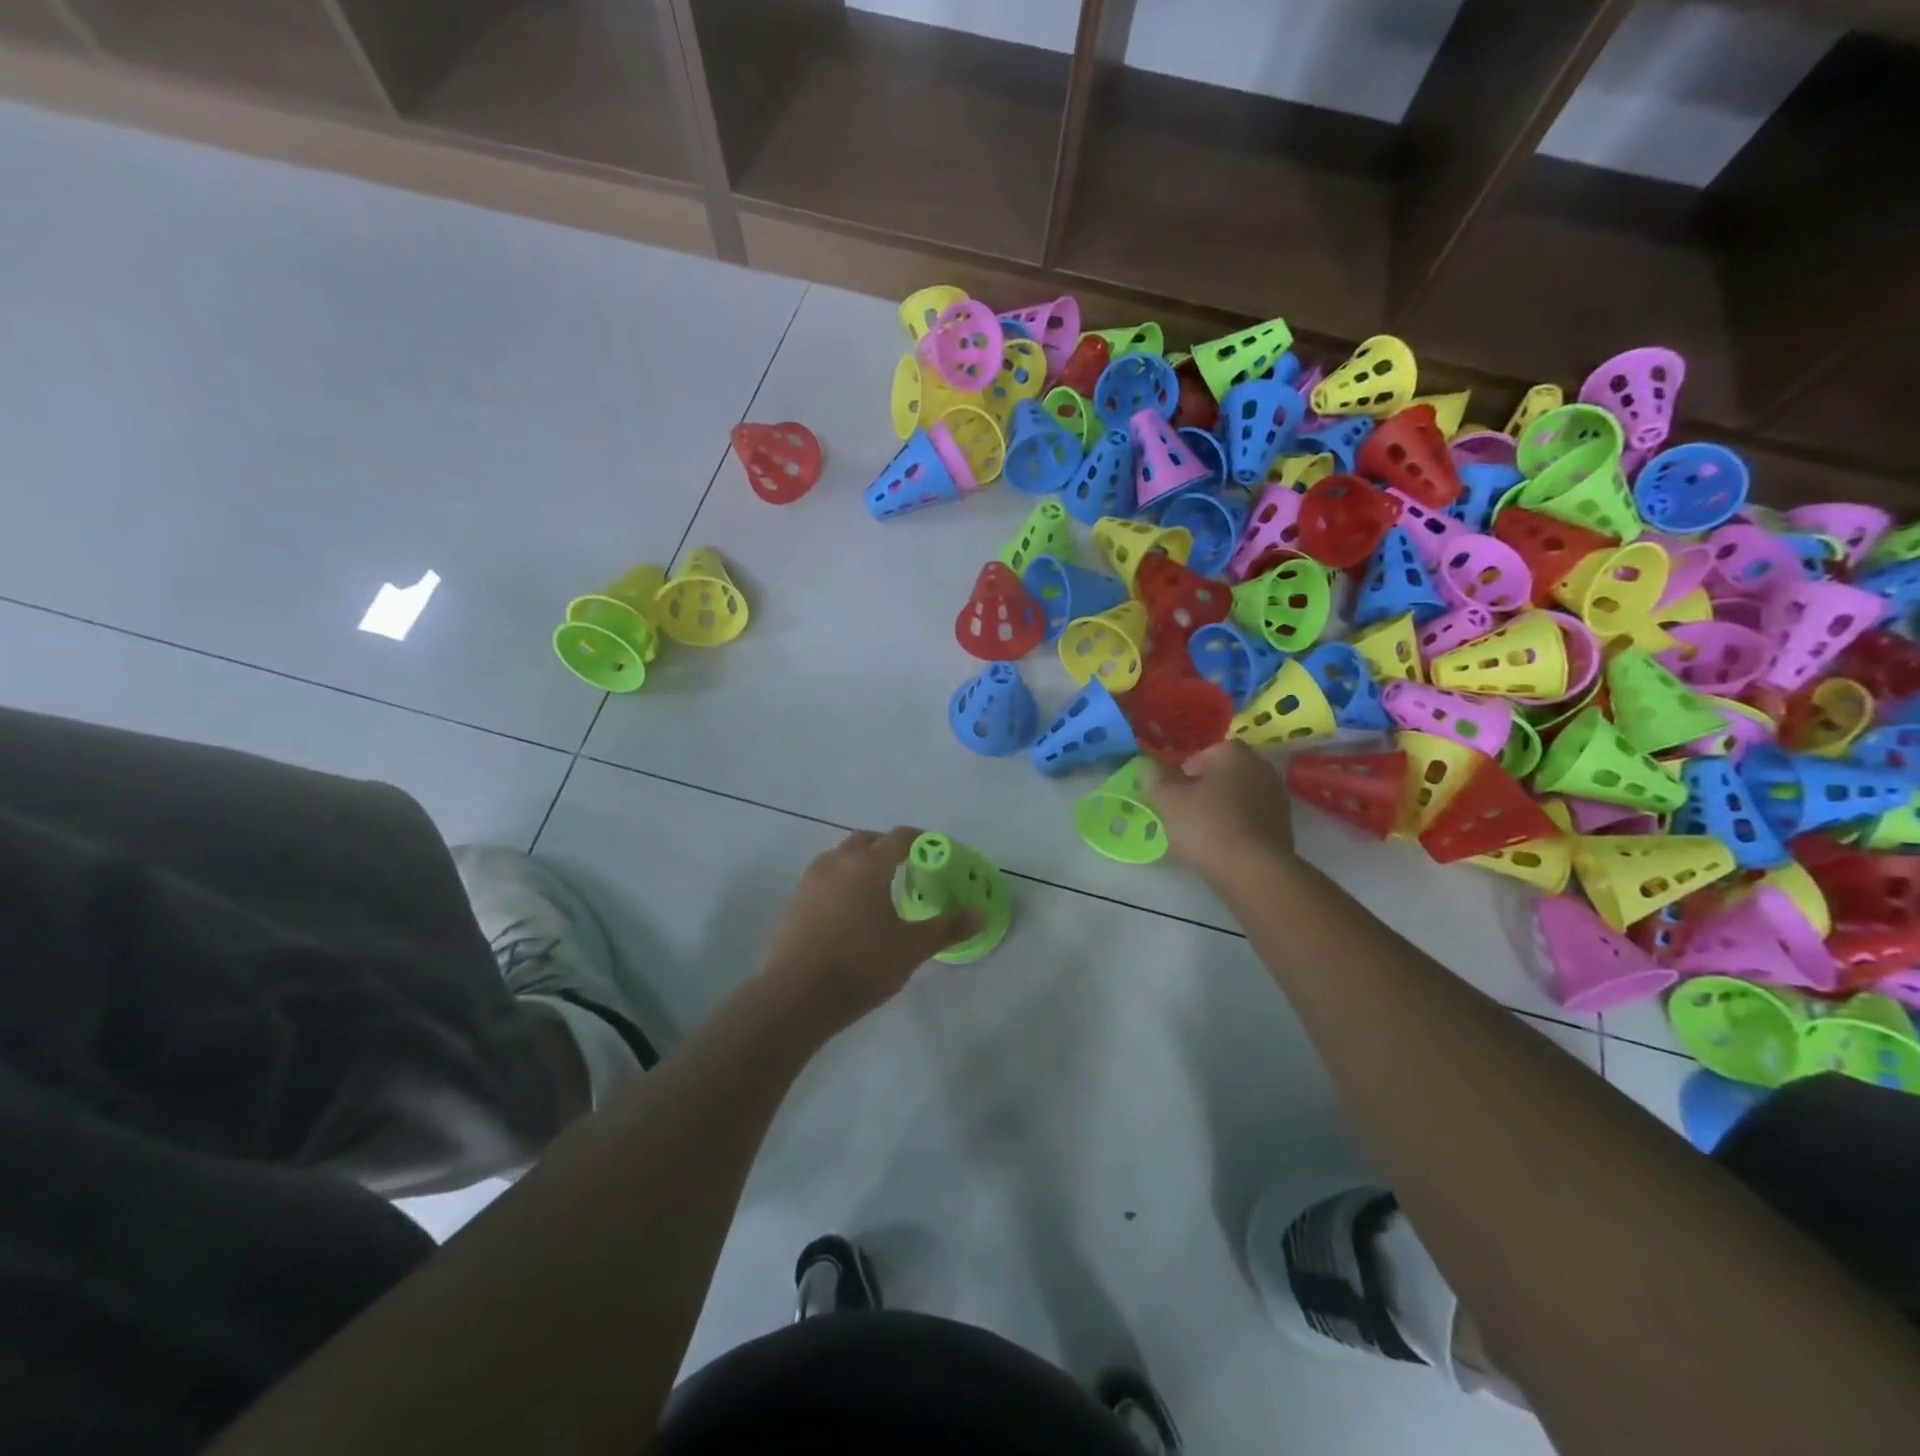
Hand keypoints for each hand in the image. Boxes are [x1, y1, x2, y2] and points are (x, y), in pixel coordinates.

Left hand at [762, 826, 979, 1030]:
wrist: (796, 996)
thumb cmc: (862, 966)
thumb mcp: (912, 948)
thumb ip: (947, 927)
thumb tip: (980, 913)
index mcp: (869, 865)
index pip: (900, 837)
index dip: (921, 840)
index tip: (935, 851)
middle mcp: (838, 863)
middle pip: (866, 840)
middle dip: (888, 847)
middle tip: (907, 868)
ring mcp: (811, 880)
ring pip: (840, 857)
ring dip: (860, 862)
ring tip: (876, 888)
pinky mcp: (794, 901)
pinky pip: (823, 877)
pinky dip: (840, 881)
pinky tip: (848, 910)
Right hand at [1143, 742, 1296, 883]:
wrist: (1253, 872)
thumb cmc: (1207, 825)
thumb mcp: (1168, 800)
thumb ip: (1155, 778)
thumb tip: (1144, 764)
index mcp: (1236, 754)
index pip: (1209, 750)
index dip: (1188, 768)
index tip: (1175, 790)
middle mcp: (1263, 769)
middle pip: (1226, 773)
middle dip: (1206, 788)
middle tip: (1184, 809)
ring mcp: (1278, 799)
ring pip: (1240, 797)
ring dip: (1222, 807)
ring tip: (1201, 831)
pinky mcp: (1284, 828)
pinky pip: (1252, 819)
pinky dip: (1237, 826)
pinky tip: (1222, 846)